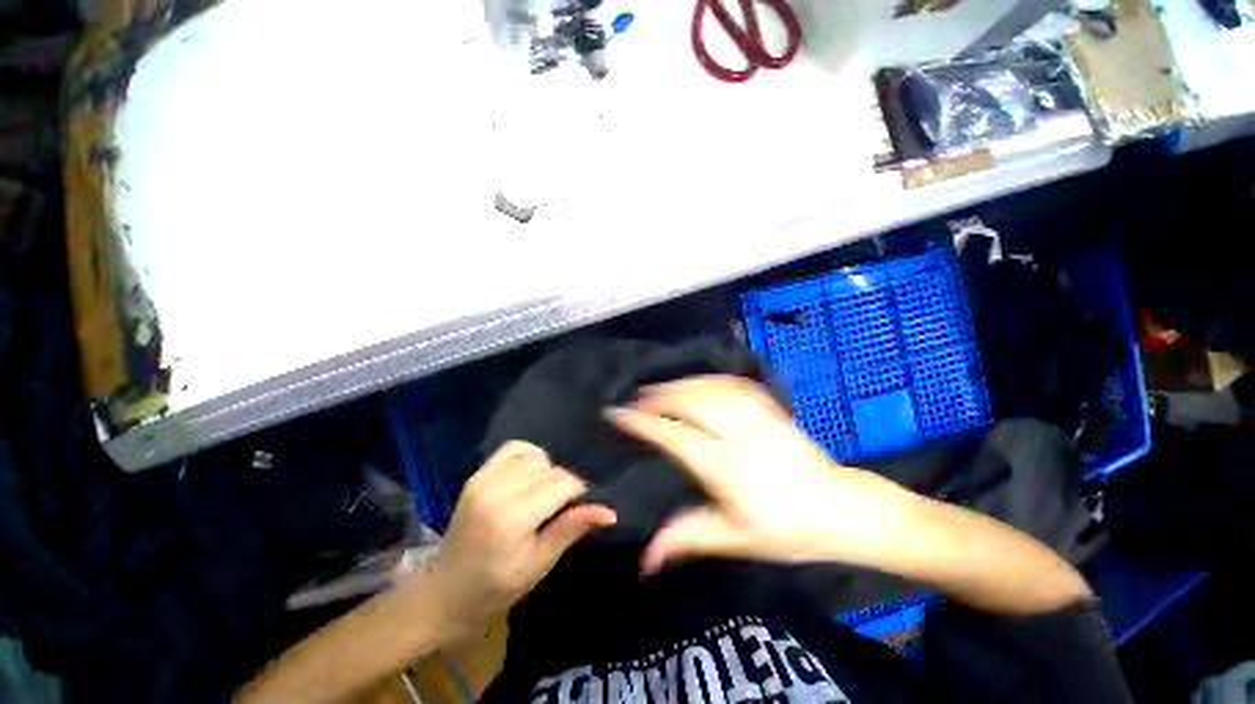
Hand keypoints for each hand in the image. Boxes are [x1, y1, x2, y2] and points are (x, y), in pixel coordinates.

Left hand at [423, 441, 615, 637]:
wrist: (447, 592)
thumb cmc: (497, 587)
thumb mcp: (539, 563)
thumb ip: (571, 529)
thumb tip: (610, 512)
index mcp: (512, 517)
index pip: (563, 483)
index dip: (578, 493)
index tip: (577, 509)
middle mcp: (497, 489)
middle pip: (551, 470)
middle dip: (564, 485)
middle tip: (561, 509)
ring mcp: (484, 478)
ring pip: (536, 458)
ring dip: (548, 472)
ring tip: (545, 495)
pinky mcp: (478, 474)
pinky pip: (514, 449)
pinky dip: (530, 457)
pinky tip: (531, 476)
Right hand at [609, 376, 919, 573]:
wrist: (842, 509)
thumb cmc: (787, 530)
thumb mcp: (736, 540)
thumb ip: (688, 538)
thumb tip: (645, 556)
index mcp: (729, 470)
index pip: (676, 438)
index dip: (644, 423)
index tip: (618, 413)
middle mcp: (741, 437)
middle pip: (692, 404)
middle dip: (659, 397)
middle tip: (636, 399)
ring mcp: (759, 418)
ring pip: (711, 389)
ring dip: (680, 385)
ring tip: (658, 388)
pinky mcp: (772, 409)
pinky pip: (734, 385)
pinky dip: (708, 380)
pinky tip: (696, 382)